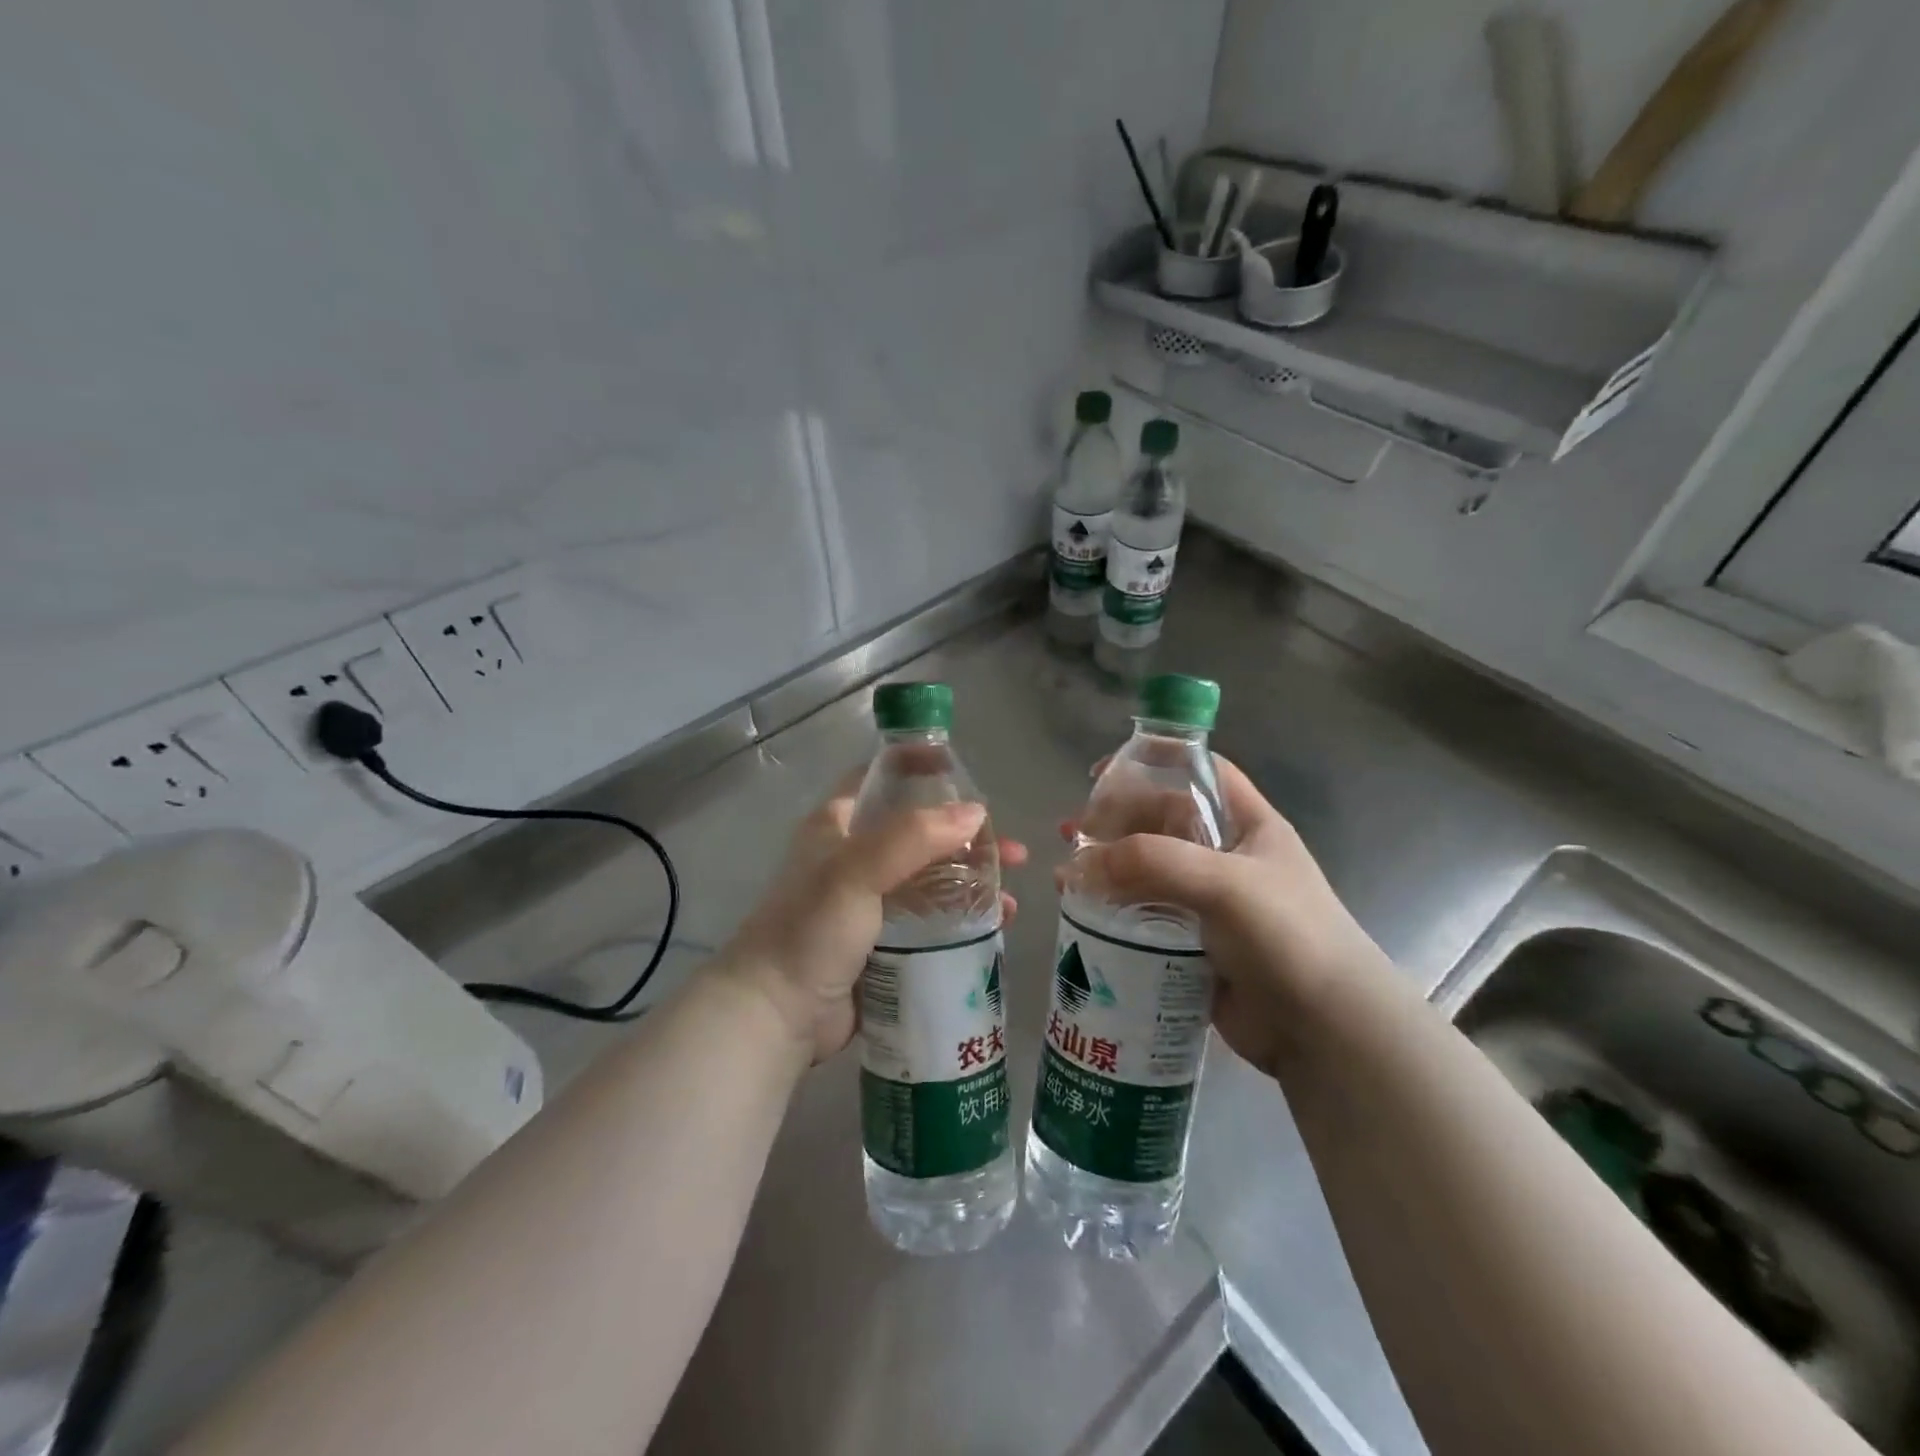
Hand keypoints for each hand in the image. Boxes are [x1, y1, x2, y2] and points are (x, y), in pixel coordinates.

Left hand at [720, 774, 1026, 1063]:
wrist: (776, 1016)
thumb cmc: (809, 930)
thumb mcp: (856, 871)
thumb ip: (913, 837)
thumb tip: (976, 813)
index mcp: (838, 826)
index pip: (882, 779)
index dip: (919, 767)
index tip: (964, 771)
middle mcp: (856, 857)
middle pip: (921, 833)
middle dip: (967, 839)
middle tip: (1012, 852)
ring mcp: (871, 902)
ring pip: (932, 879)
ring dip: (972, 882)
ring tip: (1012, 896)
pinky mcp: (885, 942)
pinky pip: (932, 921)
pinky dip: (963, 918)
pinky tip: (996, 926)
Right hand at [1064, 755, 1386, 1078]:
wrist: (1326, 1031)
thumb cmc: (1287, 936)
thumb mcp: (1225, 882)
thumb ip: (1152, 862)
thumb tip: (1078, 865)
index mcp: (1247, 825)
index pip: (1198, 774)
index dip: (1153, 763)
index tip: (1102, 775)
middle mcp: (1227, 858)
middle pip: (1160, 823)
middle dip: (1114, 823)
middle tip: (1072, 834)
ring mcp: (1210, 903)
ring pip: (1147, 872)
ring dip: (1107, 870)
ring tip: (1065, 878)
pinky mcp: (1194, 945)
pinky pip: (1145, 918)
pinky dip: (1113, 912)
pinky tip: (1083, 916)